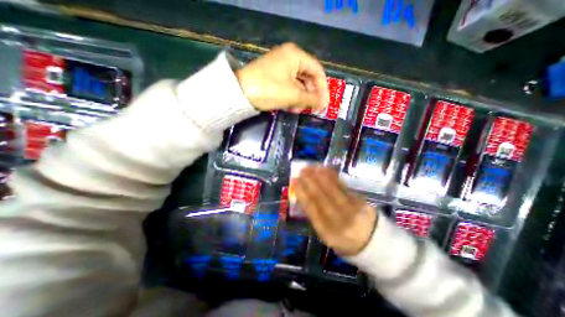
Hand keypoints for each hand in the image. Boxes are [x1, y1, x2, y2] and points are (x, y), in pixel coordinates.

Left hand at [235, 42, 330, 110]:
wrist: (239, 93)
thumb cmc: (269, 90)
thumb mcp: (292, 95)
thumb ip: (310, 99)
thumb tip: (323, 104)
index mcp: (295, 55)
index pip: (317, 71)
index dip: (323, 88)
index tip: (324, 103)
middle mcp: (288, 57)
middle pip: (307, 77)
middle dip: (310, 94)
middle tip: (312, 108)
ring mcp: (279, 67)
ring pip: (297, 83)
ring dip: (300, 98)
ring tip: (299, 110)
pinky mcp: (272, 76)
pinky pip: (287, 86)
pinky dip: (291, 97)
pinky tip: (291, 107)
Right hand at [294, 167, 376, 255]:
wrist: (374, 243)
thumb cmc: (344, 240)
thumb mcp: (326, 236)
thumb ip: (316, 218)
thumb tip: (304, 196)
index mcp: (328, 232)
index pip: (311, 209)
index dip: (302, 193)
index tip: (295, 181)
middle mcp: (339, 220)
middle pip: (321, 197)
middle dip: (309, 181)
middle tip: (302, 170)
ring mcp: (351, 209)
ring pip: (332, 189)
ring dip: (320, 176)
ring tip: (311, 167)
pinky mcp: (359, 201)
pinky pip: (343, 186)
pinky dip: (333, 176)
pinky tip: (325, 169)